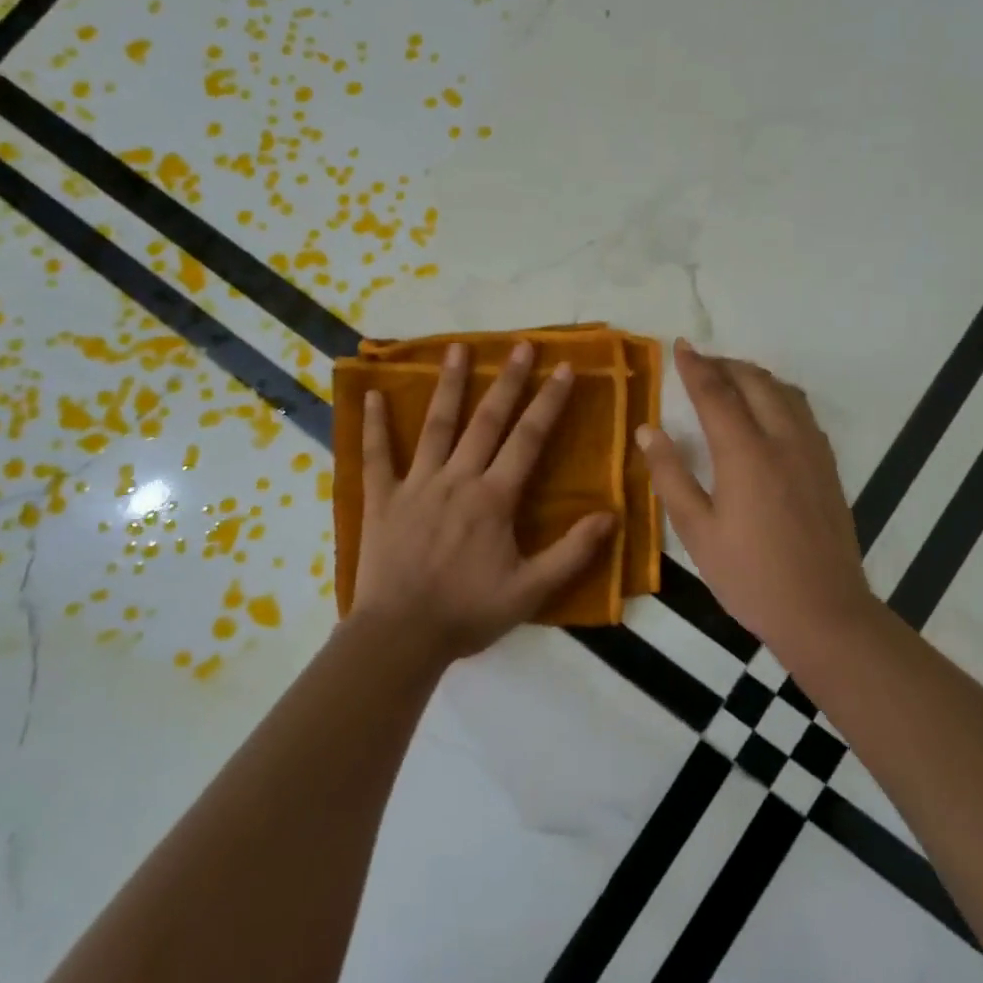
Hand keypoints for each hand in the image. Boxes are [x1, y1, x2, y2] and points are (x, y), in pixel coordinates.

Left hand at [350, 340, 616, 658]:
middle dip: (507, 380)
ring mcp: (416, 484)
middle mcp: (458, 479)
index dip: (549, 402)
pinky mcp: (381, 498)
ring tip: (457, 348)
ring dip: (449, 385)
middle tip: (521, 345)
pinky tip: (371, 394)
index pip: (528, 439)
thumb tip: (611, 516)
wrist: (401, 636)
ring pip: (436, 425)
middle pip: (487, 420)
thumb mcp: (531, 591)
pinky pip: (376, 456)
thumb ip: (572, 552)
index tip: (564, 369)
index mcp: (494, 498)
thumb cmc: (468, 612)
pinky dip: (374, 425)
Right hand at [638, 340, 870, 651]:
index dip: (694, 366)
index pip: (715, 392)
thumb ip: (670, 475)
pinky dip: (778, 395)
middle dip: (724, 364)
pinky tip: (767, 411)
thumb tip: (648, 430)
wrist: (825, 612)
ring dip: (753, 376)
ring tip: (729, 379)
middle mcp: (783, 439)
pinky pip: (802, 410)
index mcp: (745, 452)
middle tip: (699, 362)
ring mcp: (812, 450)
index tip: (679, 345)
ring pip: (783, 391)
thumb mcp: (697, 531)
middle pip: (753, 381)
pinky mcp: (828, 466)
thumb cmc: (750, 576)